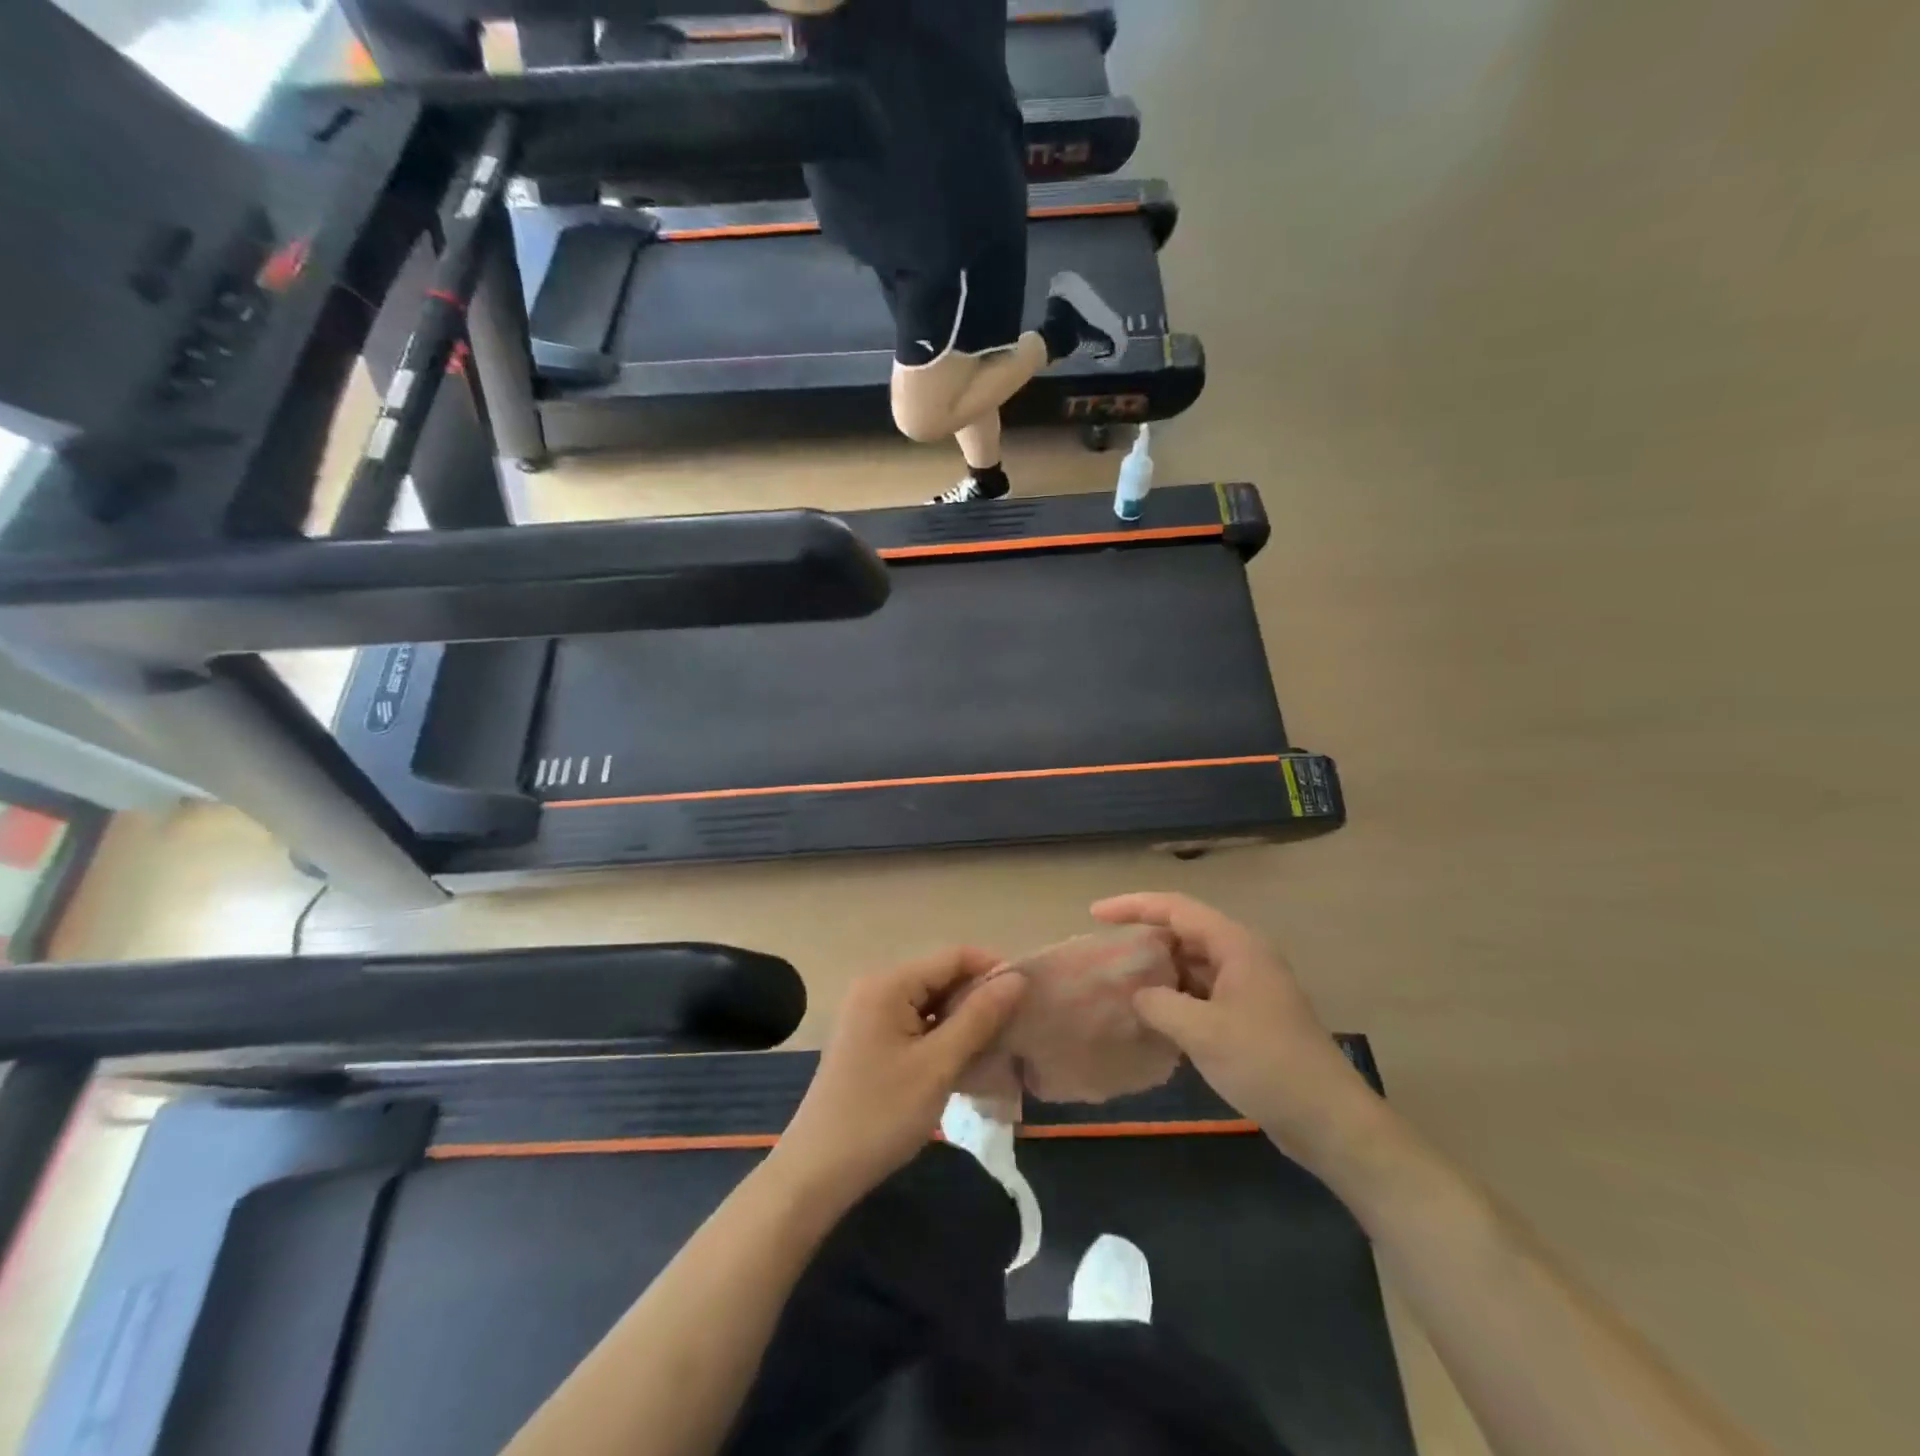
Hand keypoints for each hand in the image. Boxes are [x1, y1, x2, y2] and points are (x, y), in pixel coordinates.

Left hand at [776, 949, 1025, 1204]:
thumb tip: (1016, 978)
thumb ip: (979, 1017)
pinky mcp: (869, 1039)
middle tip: (1017, 1026)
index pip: (953, 956)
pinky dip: (942, 1036)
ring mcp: (870, 1014)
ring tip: (999, 1045)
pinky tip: (966, 1061)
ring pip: (931, 1003)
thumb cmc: (881, 1114)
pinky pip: (916, 1023)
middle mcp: (877, 987)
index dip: (993, 969)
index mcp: (889, 983)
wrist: (817, 1172)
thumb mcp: (938, 1065)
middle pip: (941, 977)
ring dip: (964, 1020)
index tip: (1028, 997)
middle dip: (980, 997)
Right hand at [1093, 892, 1385, 1174]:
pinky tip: (1152, 1017)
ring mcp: (1248, 987)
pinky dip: (1175, 998)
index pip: (1175, 908)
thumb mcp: (1202, 1031)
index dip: (1133, 906)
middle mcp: (1242, 956)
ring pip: (1192, 965)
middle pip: (1184, 933)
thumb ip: (1158, 1003)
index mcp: (1236, 945)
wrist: (1329, 1120)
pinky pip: (1202, 992)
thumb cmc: (1266, 1064)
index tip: (1095, 915)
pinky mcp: (1249, 1016)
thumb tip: (1137, 995)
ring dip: (1159, 972)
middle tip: (1106, 955)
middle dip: (1144, 940)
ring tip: (1121, 984)